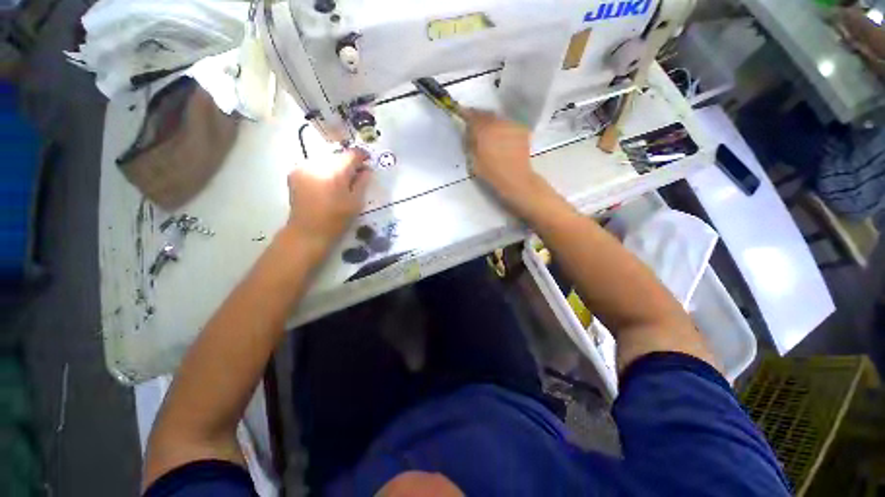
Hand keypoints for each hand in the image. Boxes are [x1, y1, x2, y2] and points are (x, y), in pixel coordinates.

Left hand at [285, 148, 371, 251]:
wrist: (308, 231)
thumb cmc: (336, 219)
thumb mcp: (356, 202)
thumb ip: (362, 182)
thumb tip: (367, 170)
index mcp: (335, 171)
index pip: (351, 154)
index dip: (362, 156)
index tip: (368, 162)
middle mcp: (317, 163)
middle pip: (337, 155)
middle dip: (348, 163)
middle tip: (356, 175)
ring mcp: (303, 167)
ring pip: (325, 159)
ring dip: (335, 166)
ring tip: (340, 181)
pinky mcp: (295, 173)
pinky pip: (314, 165)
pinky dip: (323, 170)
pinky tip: (326, 183)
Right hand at [460, 108, 547, 213]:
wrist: (516, 178)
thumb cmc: (492, 173)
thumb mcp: (474, 160)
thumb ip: (470, 142)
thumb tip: (468, 131)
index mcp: (484, 131)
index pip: (473, 116)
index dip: (467, 114)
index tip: (462, 114)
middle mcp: (498, 123)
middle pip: (486, 114)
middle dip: (480, 117)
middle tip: (476, 124)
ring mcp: (511, 125)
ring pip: (498, 118)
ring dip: (492, 122)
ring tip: (490, 131)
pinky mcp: (522, 129)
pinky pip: (509, 123)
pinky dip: (504, 127)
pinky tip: (503, 136)